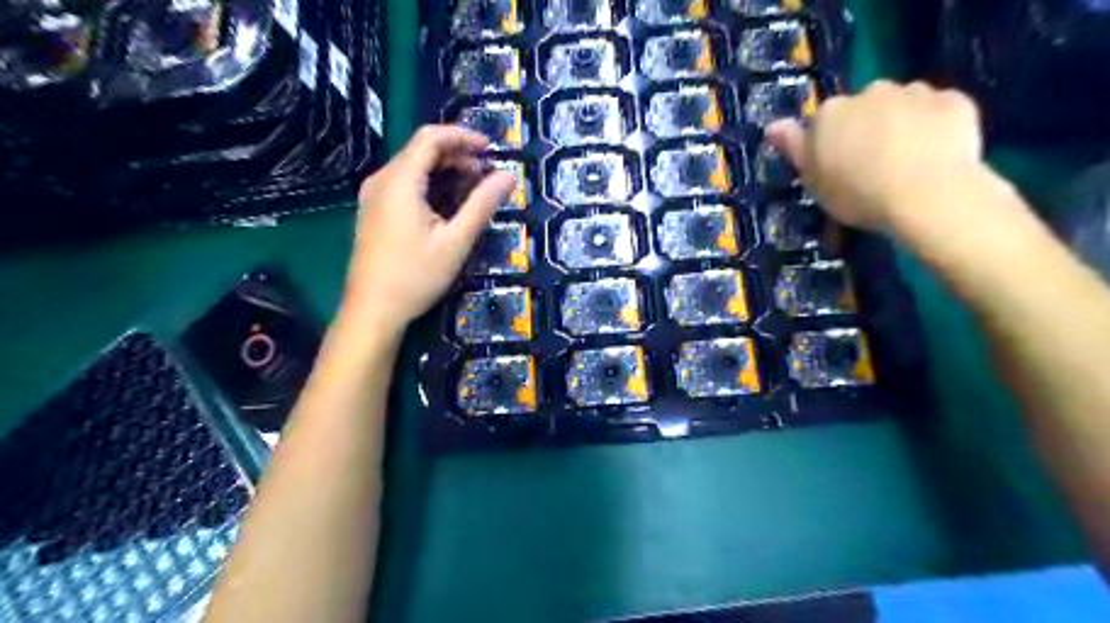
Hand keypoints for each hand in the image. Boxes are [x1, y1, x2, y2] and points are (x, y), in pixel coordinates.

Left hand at [342, 123, 510, 332]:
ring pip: (411, 167)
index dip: (462, 137)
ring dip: (443, 170)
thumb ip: (482, 205)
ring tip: (472, 188)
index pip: (430, 137)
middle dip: (456, 154)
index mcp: (400, 181)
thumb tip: (508, 176)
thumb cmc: (415, 276)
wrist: (372, 310)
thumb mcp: (456, 241)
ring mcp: (373, 196)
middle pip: (420, 150)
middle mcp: (381, 180)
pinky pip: (403, 184)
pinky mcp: (372, 212)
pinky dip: (428, 184)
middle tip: (486, 173)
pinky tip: (446, 205)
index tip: (491, 148)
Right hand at [763, 80, 988, 231]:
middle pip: (864, 108)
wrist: (926, 194)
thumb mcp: (813, 180)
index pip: (824, 122)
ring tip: (908, 161)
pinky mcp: (954, 100)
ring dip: (901, 124)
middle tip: (873, 166)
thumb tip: (772, 125)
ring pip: (902, 106)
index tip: (838, 168)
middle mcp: (870, 92)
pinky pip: (938, 111)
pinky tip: (936, 154)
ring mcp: (915, 92)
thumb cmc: (857, 194)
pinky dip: (935, 126)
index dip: (831, 144)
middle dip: (867, 128)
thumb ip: (794, 148)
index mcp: (830, 112)